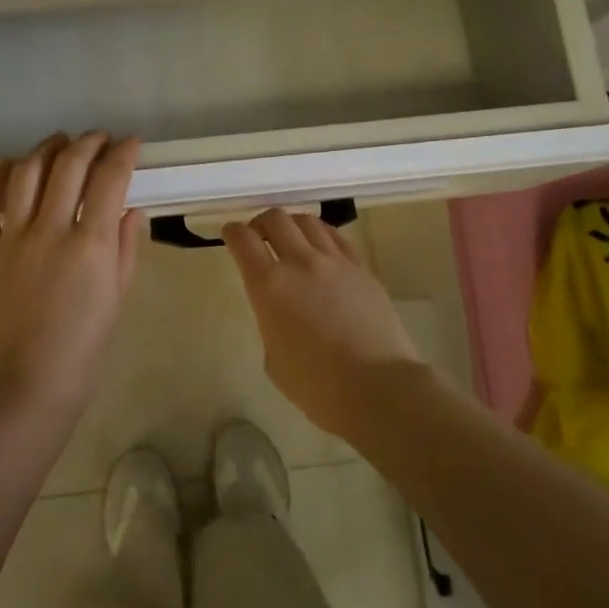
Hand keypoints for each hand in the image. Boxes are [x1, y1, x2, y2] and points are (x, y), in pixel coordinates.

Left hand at [0, 132, 144, 418]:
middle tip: (100, 138)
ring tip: (60, 143)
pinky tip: (11, 166)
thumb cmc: (83, 349)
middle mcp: (50, 230)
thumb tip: (130, 210)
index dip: (123, 153)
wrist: (25, 385)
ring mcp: (12, 238)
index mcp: (90, 245)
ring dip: (46, 149)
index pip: (110, 180)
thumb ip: (124, 248)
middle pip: (68, 166)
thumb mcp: (117, 298)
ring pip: (26, 173)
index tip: (132, 142)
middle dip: (89, 143)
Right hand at [223, 208, 423, 439]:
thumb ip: (270, 322)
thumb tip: (280, 311)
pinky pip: (336, 237)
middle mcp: (300, 263)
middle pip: (275, 218)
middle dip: (261, 222)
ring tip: (291, 239)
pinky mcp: (362, 268)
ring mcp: (335, 262)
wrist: (378, 389)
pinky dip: (321, 234)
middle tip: (259, 237)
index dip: (232, 232)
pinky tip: (320, 247)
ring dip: (292, 225)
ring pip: (307, 221)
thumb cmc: (317, 386)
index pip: (243, 240)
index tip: (230, 235)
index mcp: (269, 286)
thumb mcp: (273, 358)